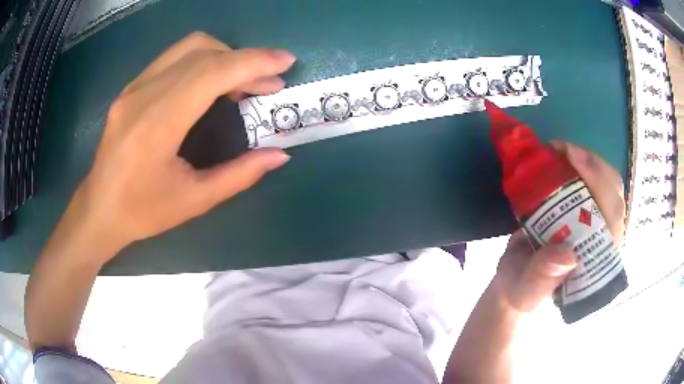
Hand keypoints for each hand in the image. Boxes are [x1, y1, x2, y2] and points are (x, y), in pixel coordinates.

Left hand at [75, 32, 295, 257]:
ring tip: (242, 82)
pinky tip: (212, 84)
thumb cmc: (143, 212)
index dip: (253, 62)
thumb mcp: (194, 201)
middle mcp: (143, 94)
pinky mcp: (132, 87)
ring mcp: (135, 86)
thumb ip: (239, 175)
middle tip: (269, 83)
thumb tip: (279, 155)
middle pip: (204, 52)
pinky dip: (203, 61)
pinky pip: (174, 58)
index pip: (211, 73)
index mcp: (157, 124)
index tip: (285, 63)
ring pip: (189, 47)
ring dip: (224, 56)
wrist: (99, 209)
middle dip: (245, 60)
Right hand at [446, 142, 624, 382]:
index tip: (572, 158)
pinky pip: (593, 180)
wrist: (517, 281)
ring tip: (558, 150)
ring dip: (587, 160)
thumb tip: (567, 255)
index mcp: (597, 261)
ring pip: (607, 182)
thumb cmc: (522, 290)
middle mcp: (604, 238)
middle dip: (593, 165)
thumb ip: (542, 279)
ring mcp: (597, 221)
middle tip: (561, 149)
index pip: (613, 218)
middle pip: (614, 193)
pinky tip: (560, 155)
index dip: (599, 184)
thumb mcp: (526, 292)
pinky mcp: (587, 209)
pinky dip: (579, 162)